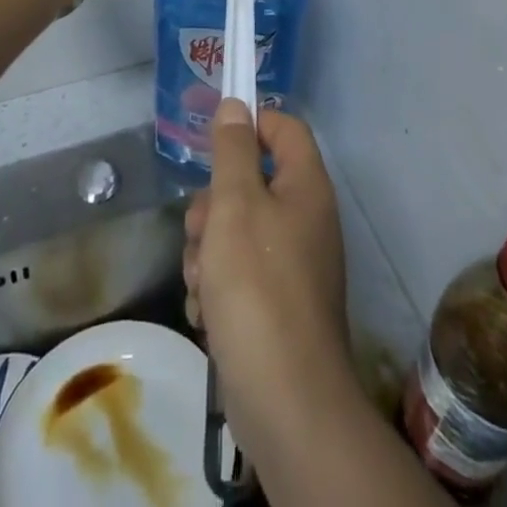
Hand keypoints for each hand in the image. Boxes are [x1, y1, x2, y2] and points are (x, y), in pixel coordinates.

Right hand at [184, 101, 352, 466]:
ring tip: (203, 283)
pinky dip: (218, 287)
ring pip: (237, 231)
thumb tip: (236, 105)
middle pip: (251, 182)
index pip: (284, 128)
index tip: (211, 140)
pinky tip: (207, 312)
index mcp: (306, 187)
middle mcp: (305, 219)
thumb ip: (233, 150)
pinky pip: (239, 274)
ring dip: (208, 251)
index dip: (250, 124)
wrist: (286, 401)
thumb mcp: (236, 205)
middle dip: (214, 206)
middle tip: (201, 232)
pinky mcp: (277, 304)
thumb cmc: (258, 286)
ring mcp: (293, 264)